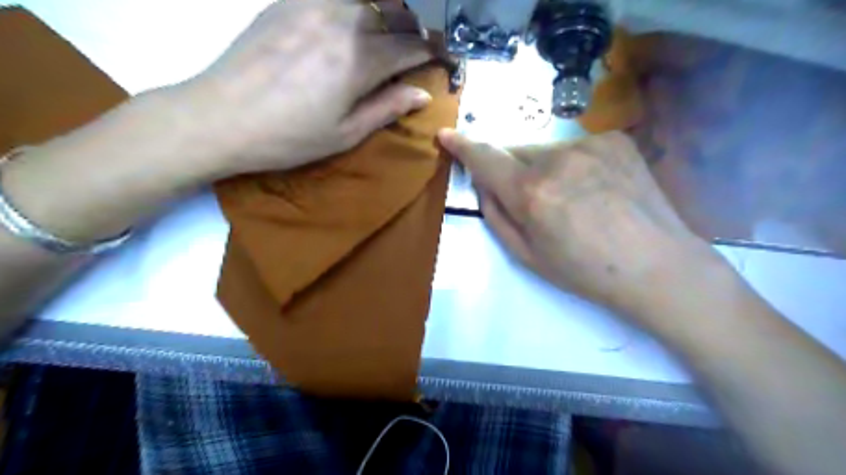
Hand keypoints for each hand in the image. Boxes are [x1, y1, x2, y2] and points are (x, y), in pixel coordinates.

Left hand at [176, 0, 432, 176]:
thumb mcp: (345, 133)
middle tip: (421, 44)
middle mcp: (341, 21)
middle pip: (393, 13)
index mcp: (359, 60)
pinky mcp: (287, 1)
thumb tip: (422, 94)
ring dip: (386, 13)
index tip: (444, 56)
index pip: (411, 45)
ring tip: (390, 32)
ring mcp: (312, 5)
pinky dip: (354, 7)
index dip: (433, 50)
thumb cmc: (289, 137)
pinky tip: (352, 22)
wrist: (220, 117)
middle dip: (415, 27)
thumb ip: (387, 108)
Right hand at [439, 130, 722, 328]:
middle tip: (529, 200)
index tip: (446, 135)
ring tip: (569, 199)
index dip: (463, 147)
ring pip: (545, 150)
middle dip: (511, 170)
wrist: (657, 266)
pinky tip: (593, 189)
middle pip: (515, 152)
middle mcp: (557, 159)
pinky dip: (572, 164)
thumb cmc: (585, 271)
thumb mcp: (527, 255)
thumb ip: (496, 215)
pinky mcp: (615, 140)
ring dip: (543, 168)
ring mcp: (590, 144)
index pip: (485, 158)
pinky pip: (575, 148)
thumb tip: (484, 184)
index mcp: (532, 193)